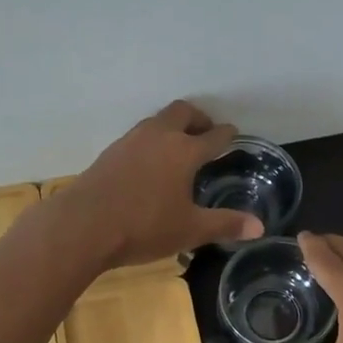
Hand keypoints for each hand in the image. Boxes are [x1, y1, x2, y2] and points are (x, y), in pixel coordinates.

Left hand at [57, 101, 263, 266]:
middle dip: (198, 118)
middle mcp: (158, 137)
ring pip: (157, 121)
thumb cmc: (144, 227)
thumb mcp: (190, 230)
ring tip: (179, 146)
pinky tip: (149, 163)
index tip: (233, 134)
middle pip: (182, 112)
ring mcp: (130, 142)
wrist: (82, 226)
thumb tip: (259, 227)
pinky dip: (152, 141)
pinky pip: (138, 136)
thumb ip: (225, 224)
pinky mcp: (109, 153)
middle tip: (206, 132)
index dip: (226, 135)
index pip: (213, 136)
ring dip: (172, 127)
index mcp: (184, 151)